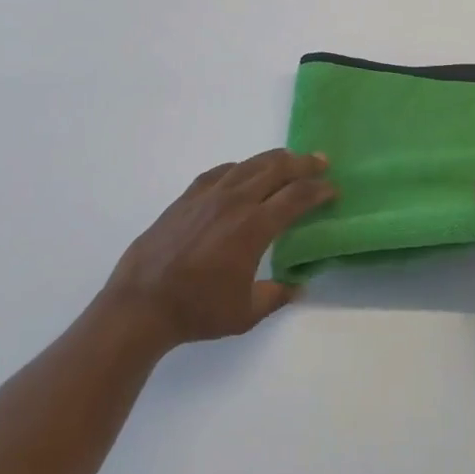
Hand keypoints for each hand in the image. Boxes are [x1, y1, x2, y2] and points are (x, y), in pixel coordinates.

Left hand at [101, 150, 334, 351]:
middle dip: (303, 163)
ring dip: (273, 160)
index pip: (296, 197)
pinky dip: (239, 168)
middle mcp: (234, 202)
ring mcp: (207, 196)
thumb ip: (276, 296)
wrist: (141, 303)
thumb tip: (297, 286)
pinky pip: (219, 172)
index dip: (318, 190)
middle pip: (276, 169)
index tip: (332, 188)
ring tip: (288, 160)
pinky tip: (242, 173)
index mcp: (254, 227)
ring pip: (248, 165)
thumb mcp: (246, 313)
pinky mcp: (186, 198)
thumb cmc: (197, 310)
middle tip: (320, 161)